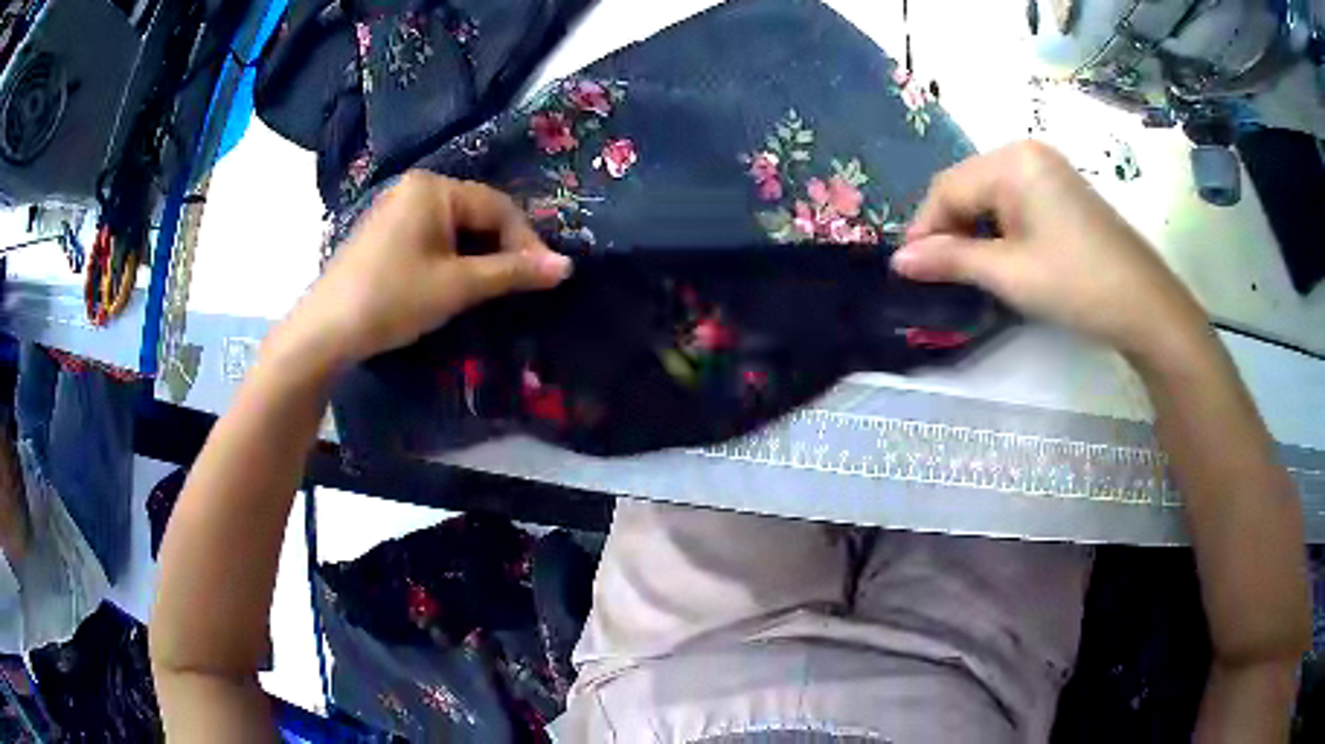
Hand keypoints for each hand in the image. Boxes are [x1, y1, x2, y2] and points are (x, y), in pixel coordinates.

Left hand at [283, 172, 570, 364]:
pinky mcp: (386, 232)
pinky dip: (453, 258)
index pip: (497, 206)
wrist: (326, 330)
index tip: (545, 277)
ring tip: (492, 289)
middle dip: (502, 249)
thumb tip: (566, 266)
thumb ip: (512, 272)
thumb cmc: (392, 299)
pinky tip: (456, 283)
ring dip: (479, 256)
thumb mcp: (457, 285)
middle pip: (476, 213)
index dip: (526, 241)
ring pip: (456, 227)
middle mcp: (416, 187)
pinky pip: (433, 236)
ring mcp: (398, 208)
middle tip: (521, 286)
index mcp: (434, 188)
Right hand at [892, 142, 1206, 360]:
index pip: (947, 188)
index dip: (924, 230)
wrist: (1145, 306)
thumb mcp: (1009, 274)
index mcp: (1011, 161)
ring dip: (973, 230)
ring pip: (989, 194)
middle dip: (949, 229)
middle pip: (967, 186)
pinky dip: (998, 227)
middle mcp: (1025, 151)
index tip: (911, 271)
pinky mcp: (1061, 189)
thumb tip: (899, 261)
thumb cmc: (1076, 284)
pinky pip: (1014, 200)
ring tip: (970, 270)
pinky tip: (1001, 255)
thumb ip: (951, 260)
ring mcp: (1047, 168)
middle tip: (941, 275)